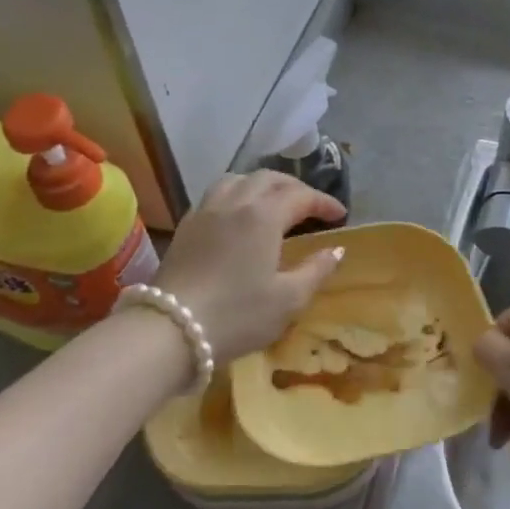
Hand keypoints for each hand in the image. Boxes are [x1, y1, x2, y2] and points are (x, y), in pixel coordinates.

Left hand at [151, 172, 345, 362]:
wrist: (170, 330)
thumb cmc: (237, 315)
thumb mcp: (288, 300)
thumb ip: (316, 270)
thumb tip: (336, 250)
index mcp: (264, 215)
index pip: (301, 196)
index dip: (324, 203)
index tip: (340, 215)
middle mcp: (235, 202)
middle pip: (269, 179)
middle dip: (295, 188)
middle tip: (310, 207)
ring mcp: (206, 211)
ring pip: (238, 179)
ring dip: (262, 185)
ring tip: (273, 202)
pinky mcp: (186, 226)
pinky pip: (216, 194)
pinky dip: (237, 194)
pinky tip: (238, 216)